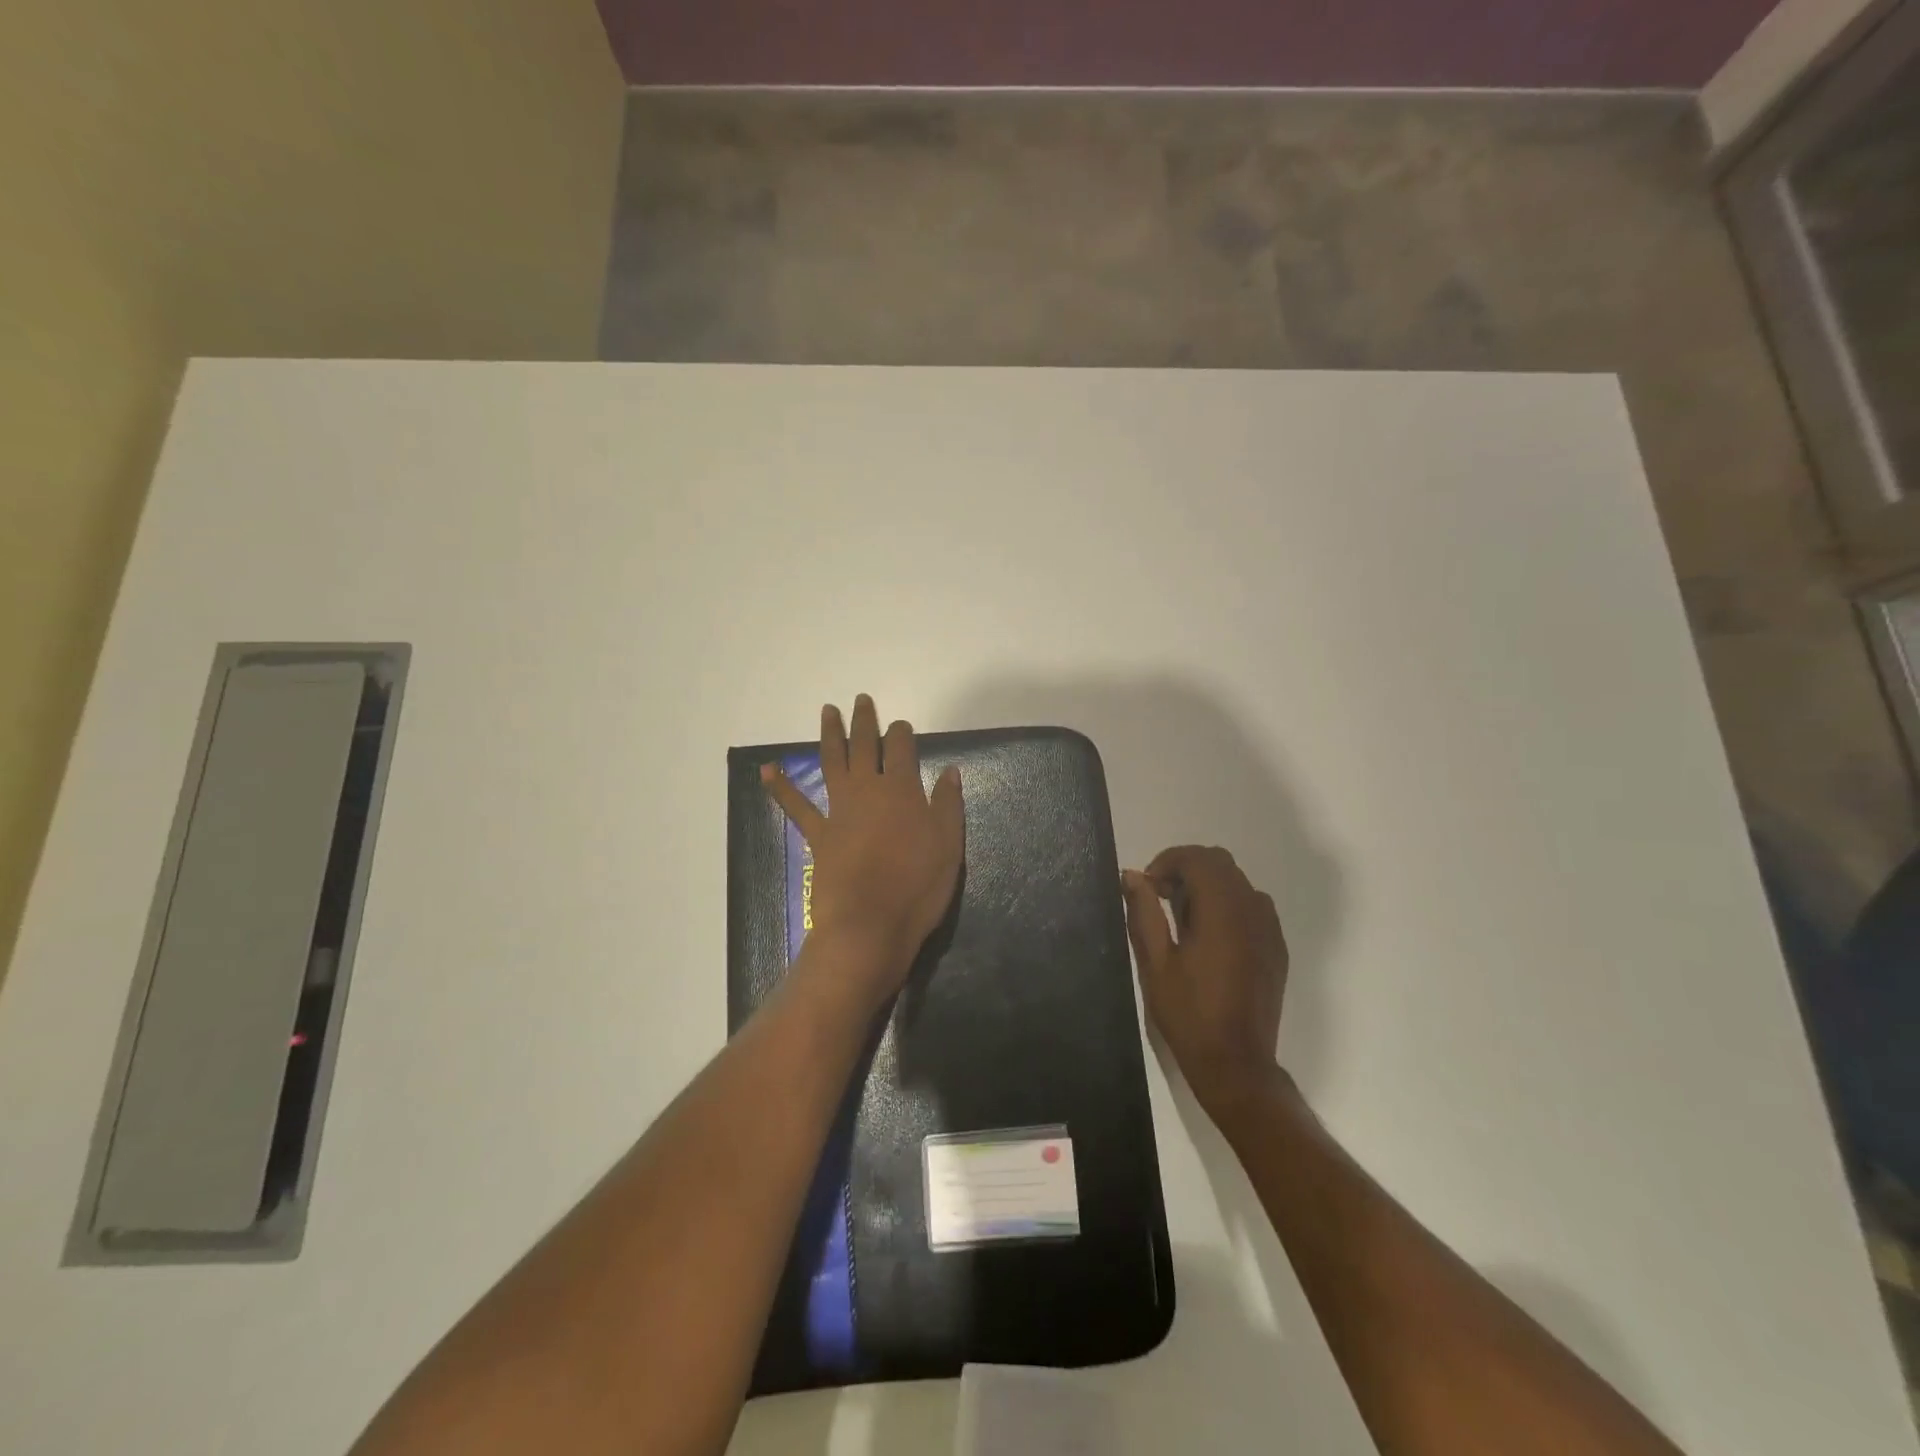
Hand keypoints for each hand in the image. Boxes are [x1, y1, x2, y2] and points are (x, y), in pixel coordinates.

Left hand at [762, 696, 964, 1003]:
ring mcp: (839, 810)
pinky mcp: (819, 835)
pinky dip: (781, 787)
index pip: (901, 748)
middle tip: (861, 700)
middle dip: (864, 722)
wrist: (870, 924)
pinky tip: (767, 769)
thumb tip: (949, 771)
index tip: (901, 725)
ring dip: (830, 735)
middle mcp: (867, 790)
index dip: (901, 733)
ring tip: (828, 711)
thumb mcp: (948, 845)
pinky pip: (796, 806)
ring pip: (832, 762)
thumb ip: (947, 804)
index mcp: (901, 789)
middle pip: (864, 746)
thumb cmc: (917, 886)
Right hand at [1121, 846, 1287, 1118]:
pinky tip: (1209, 938)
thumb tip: (1132, 876)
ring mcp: (1269, 929)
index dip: (1167, 862)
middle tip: (1160, 898)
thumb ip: (1144, 912)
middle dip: (1186, 869)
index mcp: (1222, 911)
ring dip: (1207, 885)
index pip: (1197, 858)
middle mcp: (1252, 910)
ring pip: (1237, 882)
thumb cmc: (1189, 1014)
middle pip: (1220, 863)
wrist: (1236, 1064)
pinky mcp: (1276, 948)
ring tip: (1182, 919)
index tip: (1147, 887)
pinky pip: (1252, 906)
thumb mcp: (1155, 963)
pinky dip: (1227, 904)